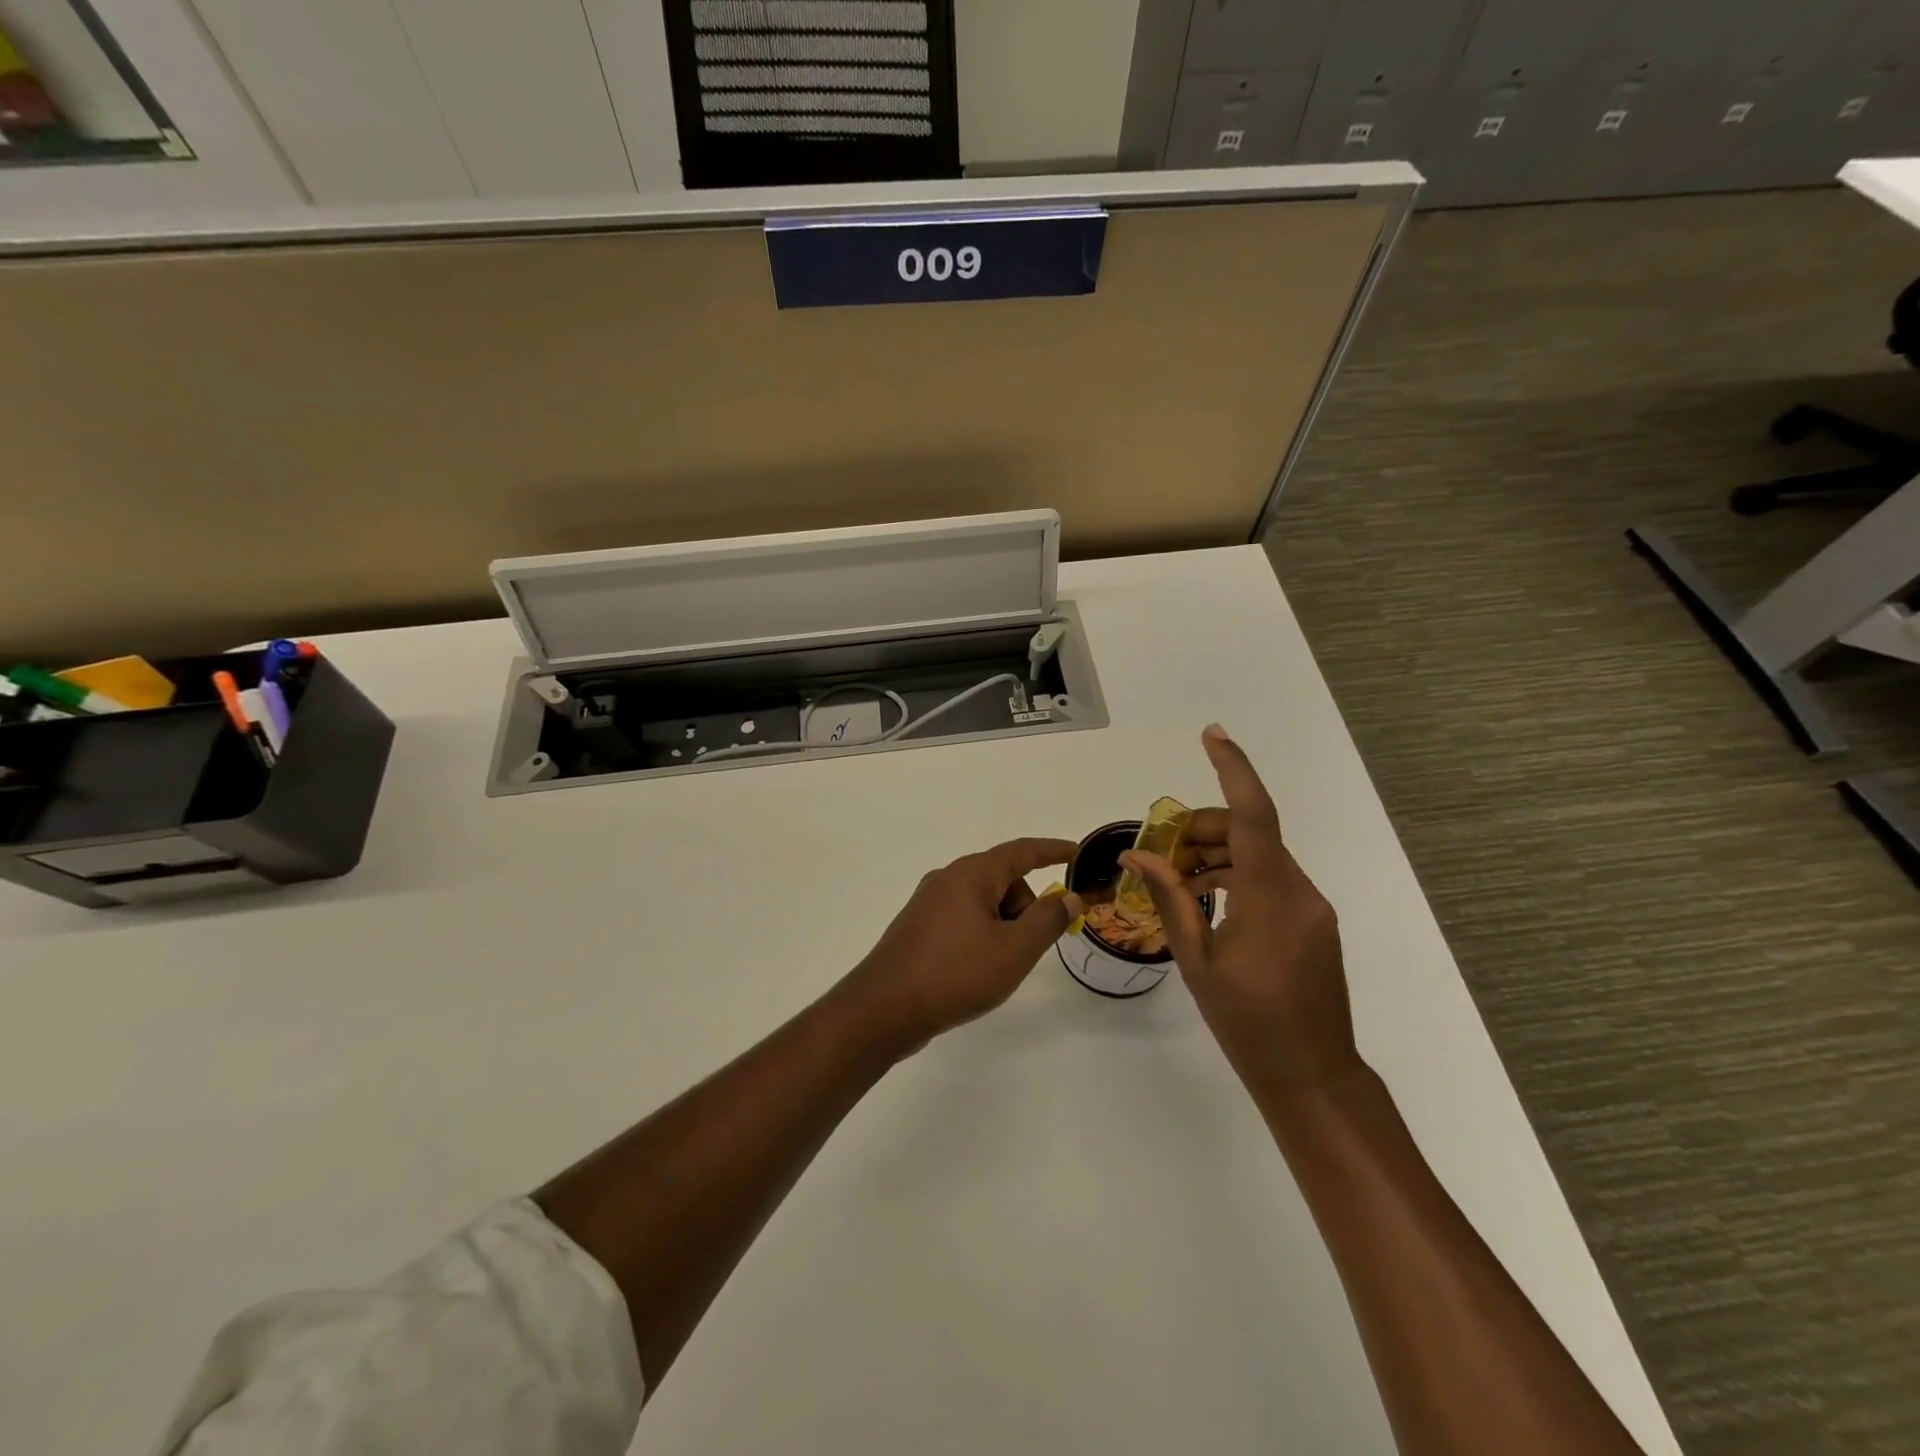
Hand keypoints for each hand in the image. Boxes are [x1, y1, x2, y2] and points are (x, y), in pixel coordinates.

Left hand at [848, 838, 1082, 1047]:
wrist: (885, 1008)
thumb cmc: (956, 973)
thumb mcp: (1014, 950)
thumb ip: (1047, 920)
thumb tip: (1067, 896)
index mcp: (971, 874)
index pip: (1022, 851)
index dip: (1053, 851)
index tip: (1077, 853)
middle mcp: (947, 878)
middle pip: (1003, 880)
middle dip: (1026, 907)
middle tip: (1029, 947)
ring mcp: (928, 902)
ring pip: (983, 902)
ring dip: (1003, 925)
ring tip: (999, 966)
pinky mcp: (918, 926)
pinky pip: (963, 919)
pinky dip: (982, 935)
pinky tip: (976, 969)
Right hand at [1121, 725, 1363, 1094]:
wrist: (1312, 1076)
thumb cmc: (1248, 1023)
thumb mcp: (1197, 961)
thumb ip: (1170, 900)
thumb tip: (1135, 858)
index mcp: (1270, 898)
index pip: (1254, 816)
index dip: (1234, 770)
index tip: (1212, 734)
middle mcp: (1299, 891)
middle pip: (1249, 833)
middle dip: (1201, 830)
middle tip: (1159, 855)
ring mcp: (1311, 906)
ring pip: (1259, 856)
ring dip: (1216, 855)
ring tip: (1175, 880)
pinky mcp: (1313, 921)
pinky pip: (1270, 879)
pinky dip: (1235, 876)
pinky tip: (1205, 898)